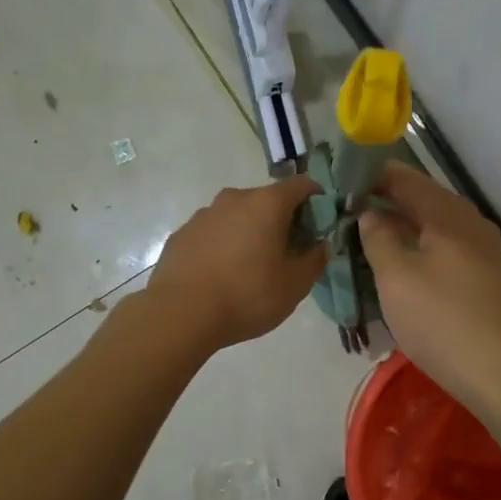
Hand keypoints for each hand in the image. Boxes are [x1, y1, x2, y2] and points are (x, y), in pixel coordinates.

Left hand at [149, 175, 327, 351]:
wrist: (180, 314)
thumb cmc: (247, 295)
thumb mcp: (295, 285)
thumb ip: (315, 259)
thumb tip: (320, 245)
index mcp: (267, 203)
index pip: (302, 185)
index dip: (317, 200)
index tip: (320, 224)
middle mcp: (234, 199)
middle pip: (268, 200)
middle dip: (283, 220)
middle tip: (289, 252)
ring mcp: (204, 215)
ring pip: (238, 216)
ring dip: (250, 232)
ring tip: (252, 267)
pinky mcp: (182, 234)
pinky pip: (213, 233)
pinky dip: (224, 245)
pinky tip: (222, 275)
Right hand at [357, 163, 500, 410]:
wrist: (496, 371)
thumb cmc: (439, 319)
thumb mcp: (396, 276)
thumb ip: (378, 237)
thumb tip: (370, 213)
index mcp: (449, 215)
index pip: (407, 179)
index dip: (375, 175)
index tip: (344, 177)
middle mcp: (470, 223)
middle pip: (424, 199)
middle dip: (388, 198)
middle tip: (350, 204)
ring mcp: (482, 250)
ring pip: (435, 223)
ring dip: (403, 222)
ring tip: (368, 228)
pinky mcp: (483, 275)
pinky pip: (445, 245)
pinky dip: (419, 243)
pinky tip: (399, 257)